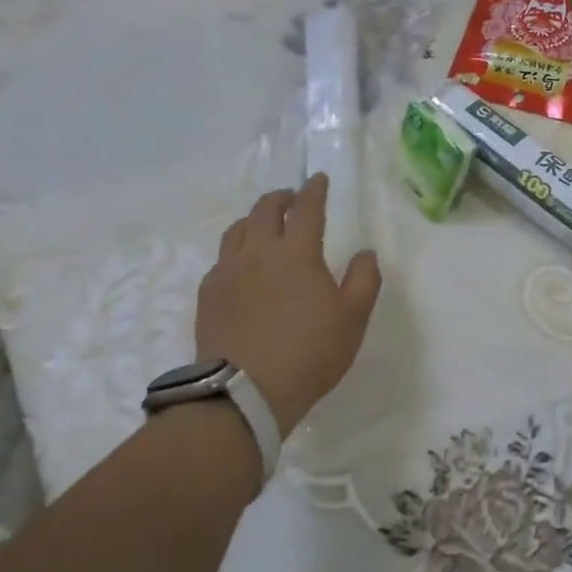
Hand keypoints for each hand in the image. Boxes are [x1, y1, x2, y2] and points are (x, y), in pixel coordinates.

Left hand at [196, 174, 381, 434]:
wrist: (244, 392)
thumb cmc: (309, 353)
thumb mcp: (353, 318)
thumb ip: (364, 279)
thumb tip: (364, 252)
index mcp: (297, 252)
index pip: (307, 209)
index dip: (314, 190)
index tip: (318, 179)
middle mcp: (259, 252)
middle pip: (265, 210)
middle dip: (281, 198)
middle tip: (292, 198)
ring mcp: (228, 272)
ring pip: (237, 230)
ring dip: (254, 219)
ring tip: (263, 225)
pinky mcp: (207, 294)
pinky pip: (221, 259)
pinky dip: (235, 251)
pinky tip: (241, 267)